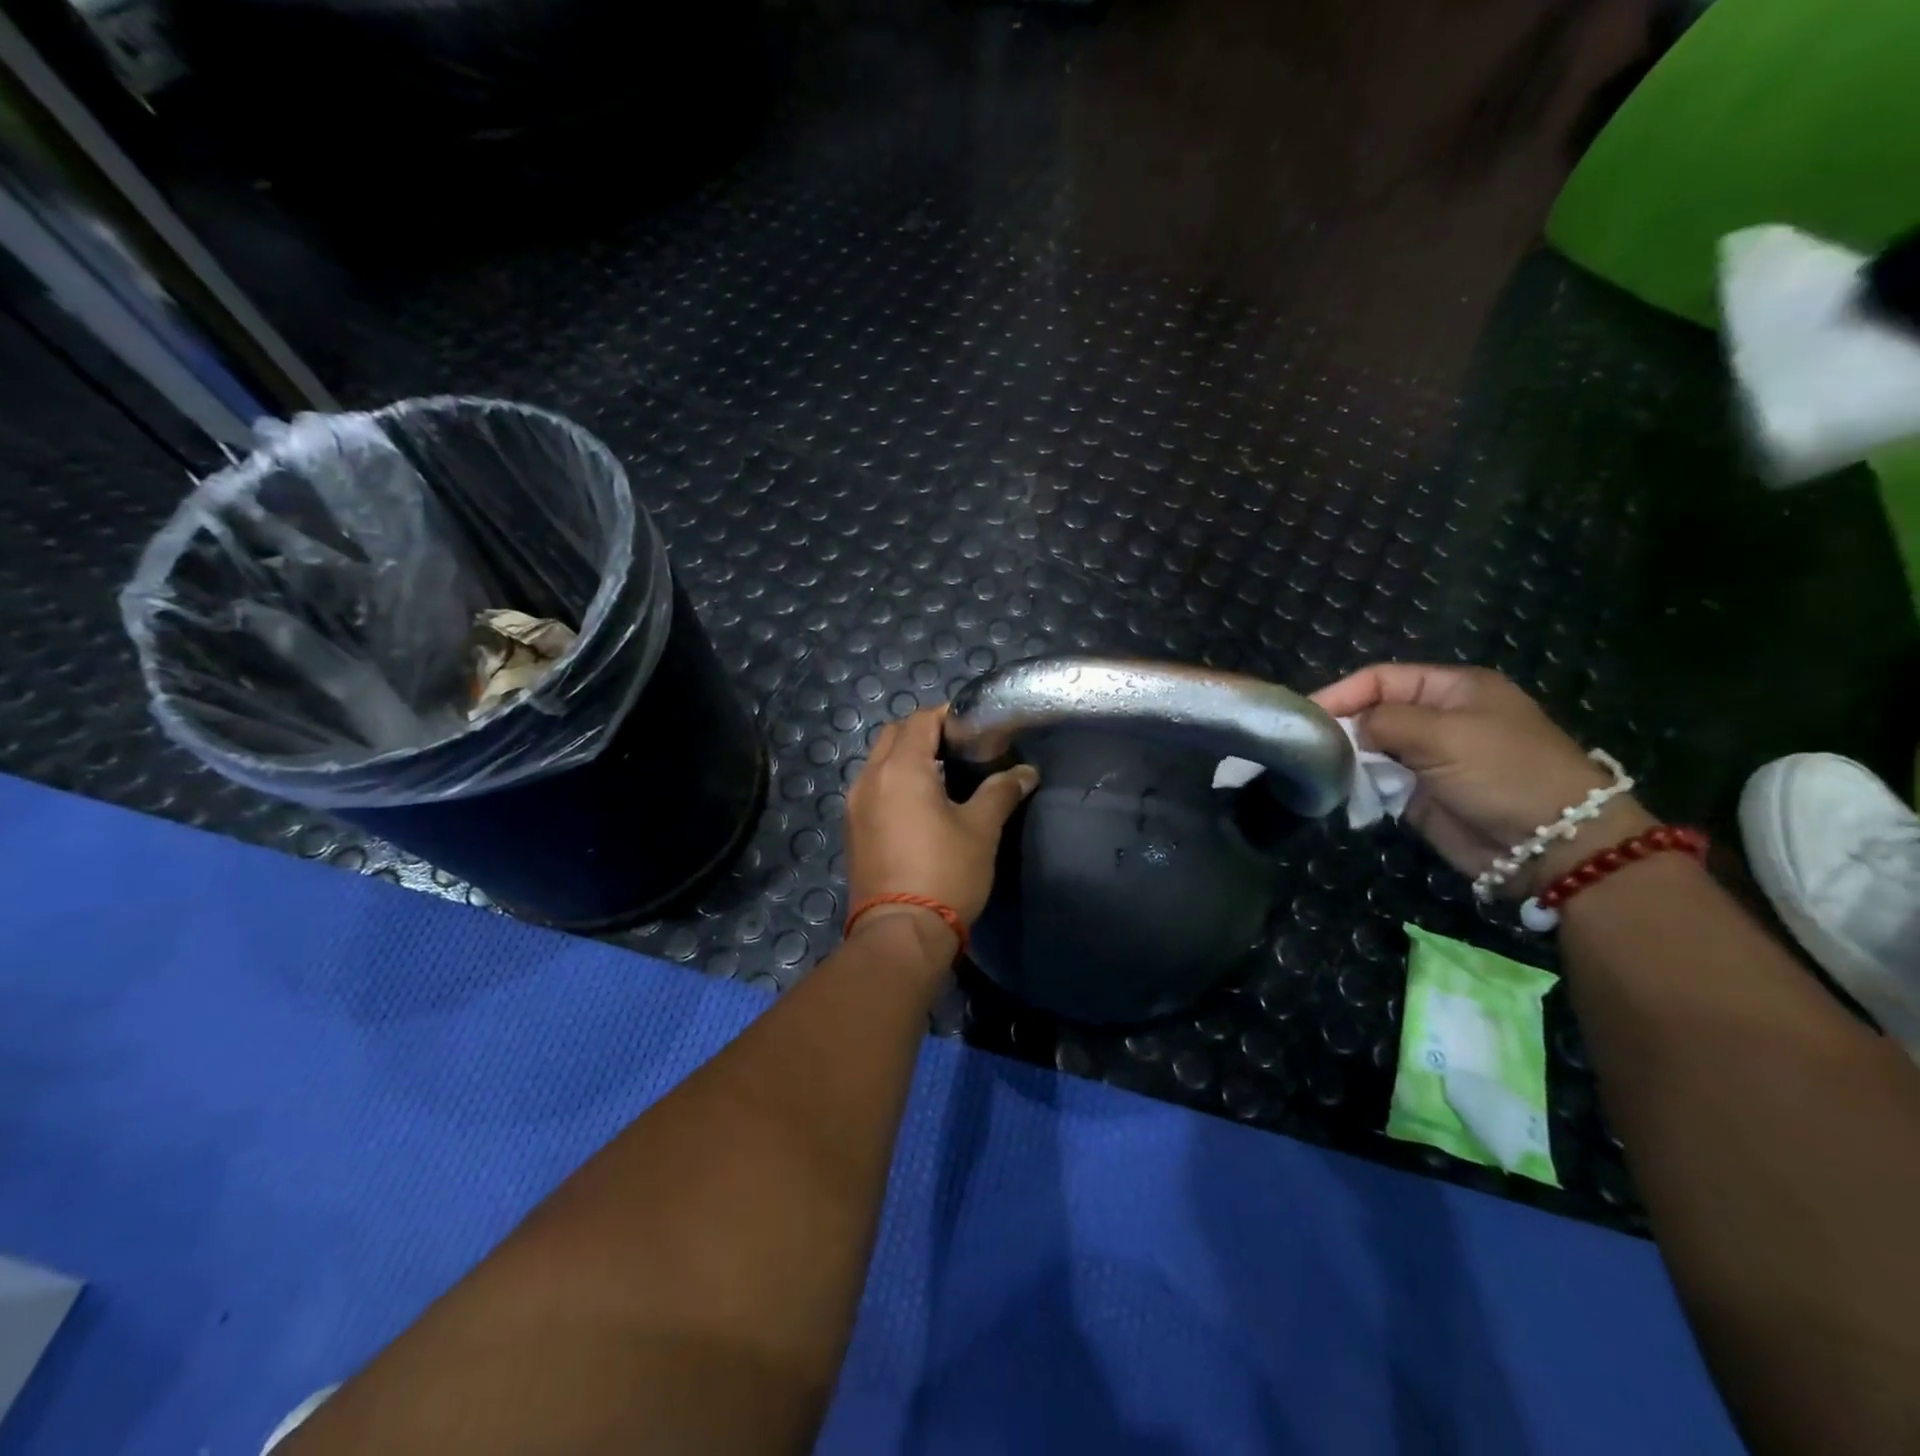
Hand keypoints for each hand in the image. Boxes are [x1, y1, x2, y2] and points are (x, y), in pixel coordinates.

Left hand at [844, 706, 1039, 949]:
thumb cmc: (945, 873)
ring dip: (906, 758)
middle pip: (894, 735)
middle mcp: (870, 778)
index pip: (920, 720)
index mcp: (900, 768)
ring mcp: (855, 805)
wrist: (901, 932)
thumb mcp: (981, 829)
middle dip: (924, 732)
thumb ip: (1001, 792)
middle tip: (959, 749)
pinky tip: (920, 805)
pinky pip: (873, 788)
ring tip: (942, 776)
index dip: (947, 716)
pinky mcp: (852, 829)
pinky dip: (894, 782)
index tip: (974, 727)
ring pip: (879, 762)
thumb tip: (1026, 773)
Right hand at [1312, 664, 1653, 896]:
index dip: (1341, 693)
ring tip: (1321, 769)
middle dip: (1340, 727)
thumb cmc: (1504, 773)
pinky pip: (1376, 781)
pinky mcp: (1418, 794)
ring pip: (1368, 748)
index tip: (1304, 715)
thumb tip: (1345, 727)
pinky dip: (1358, 785)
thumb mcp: (1444, 734)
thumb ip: (1385, 721)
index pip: (1380, 678)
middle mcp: (1437, 718)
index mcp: (1451, 689)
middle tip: (1306, 745)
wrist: (1552, 844)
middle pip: (1371, 712)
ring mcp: (1427, 757)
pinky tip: (1343, 790)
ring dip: (1347, 758)